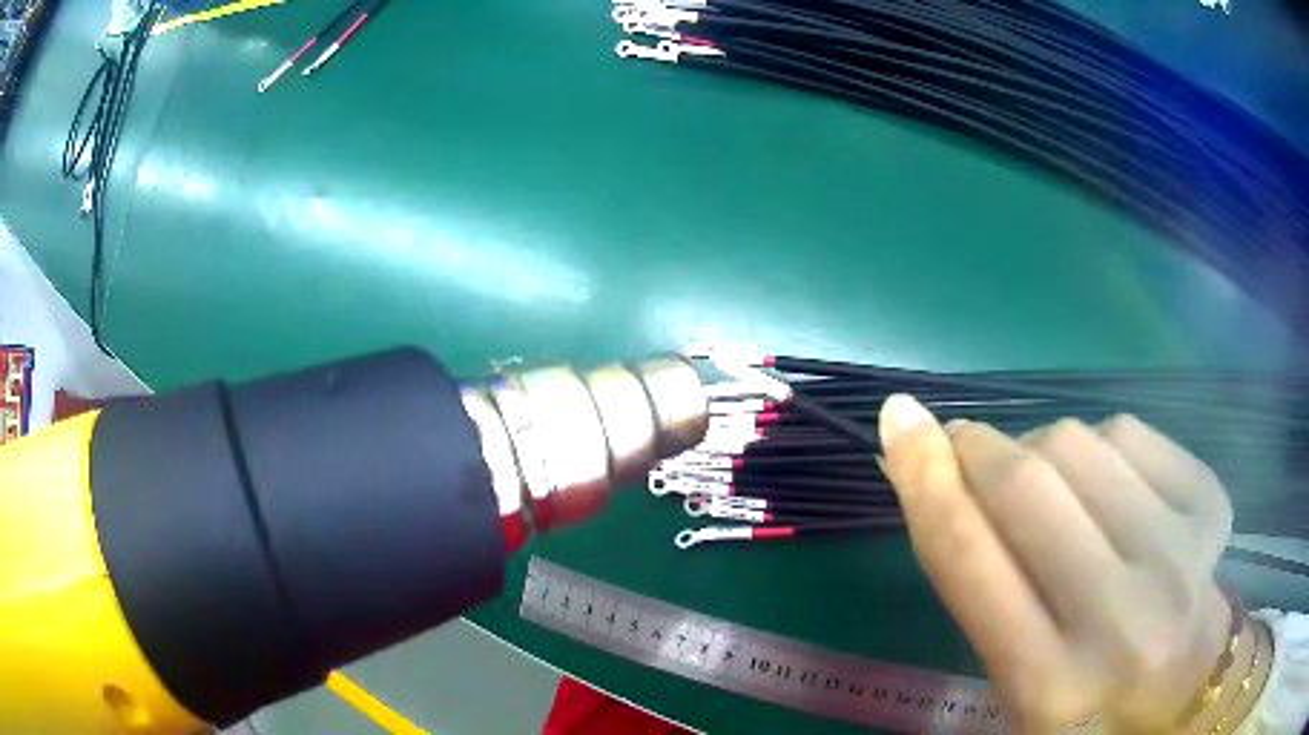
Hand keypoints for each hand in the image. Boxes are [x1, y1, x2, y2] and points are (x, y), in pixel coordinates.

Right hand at [878, 395, 1234, 730]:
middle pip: (1028, 483)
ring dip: (1042, 449)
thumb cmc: (1087, 707)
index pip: (970, 560)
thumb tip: (939, 478)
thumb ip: (980, 593)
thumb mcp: (1015, 682)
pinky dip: (1100, 443)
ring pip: (1080, 441)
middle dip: (979, 447)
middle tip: (967, 448)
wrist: (1184, 692)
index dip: (924, 479)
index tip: (898, 418)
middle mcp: (1119, 620)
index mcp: (1049, 686)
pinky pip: (1130, 432)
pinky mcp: (1210, 506)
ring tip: (1051, 489)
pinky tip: (1109, 486)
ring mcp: (1178, 555)